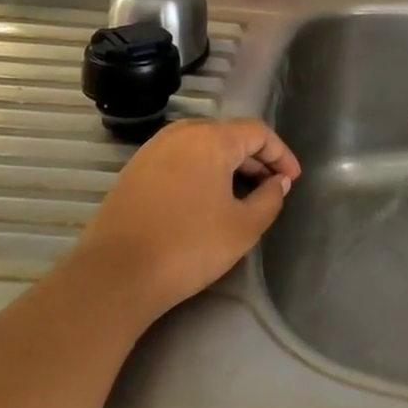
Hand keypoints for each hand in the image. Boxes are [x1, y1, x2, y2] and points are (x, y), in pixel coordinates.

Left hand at [72, 117, 300, 319]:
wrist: (114, 275)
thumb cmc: (188, 246)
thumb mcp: (243, 227)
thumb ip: (269, 199)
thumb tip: (278, 182)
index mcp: (211, 139)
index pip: (257, 132)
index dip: (280, 153)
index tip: (293, 179)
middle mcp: (181, 133)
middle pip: (229, 135)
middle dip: (255, 158)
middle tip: (272, 187)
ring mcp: (153, 150)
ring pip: (202, 146)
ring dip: (228, 164)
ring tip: (242, 193)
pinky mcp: (134, 171)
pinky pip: (179, 159)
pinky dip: (201, 171)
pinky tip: (206, 199)